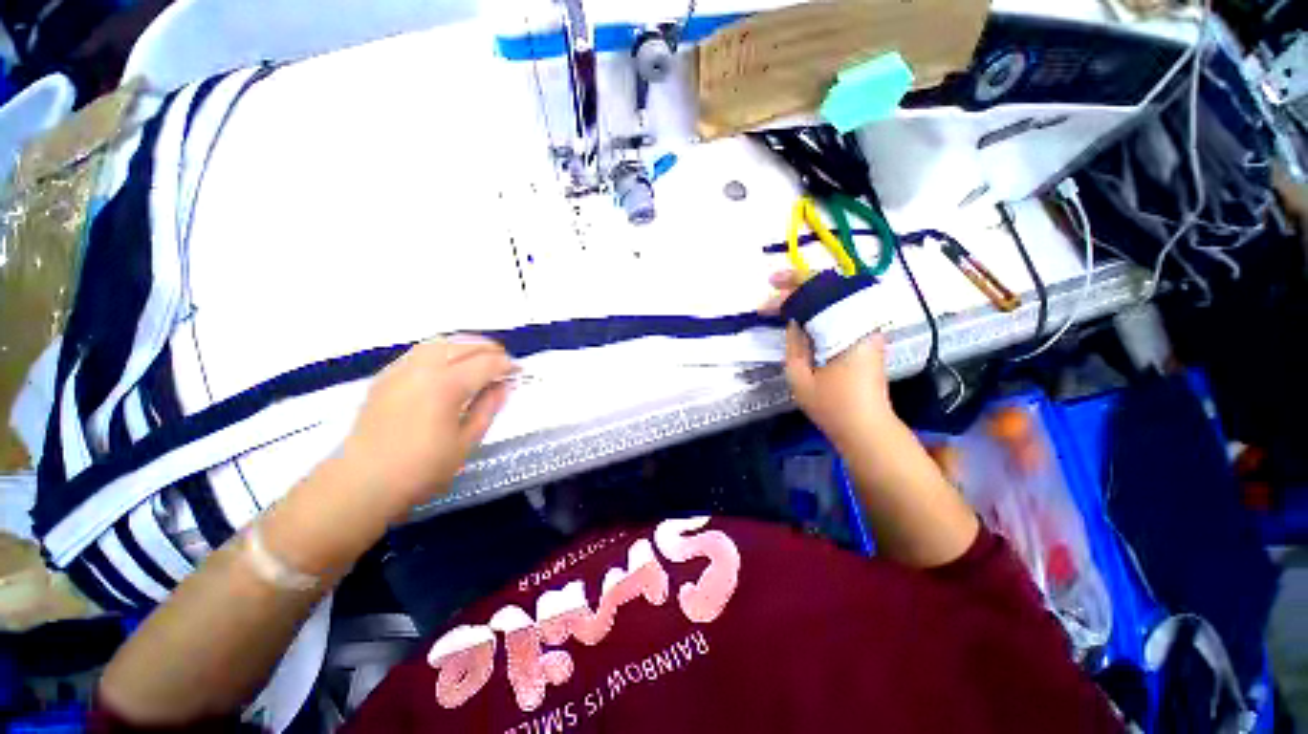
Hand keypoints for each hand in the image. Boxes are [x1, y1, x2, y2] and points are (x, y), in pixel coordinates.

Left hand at [338, 337, 513, 519]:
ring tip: (480, 358)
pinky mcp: (386, 375)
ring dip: (467, 344)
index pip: (486, 362)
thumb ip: (488, 408)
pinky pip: (421, 350)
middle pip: (465, 345)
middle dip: (491, 350)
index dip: (507, 365)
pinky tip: (449, 364)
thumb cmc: (421, 468)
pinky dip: (443, 349)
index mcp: (446, 385)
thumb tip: (504, 386)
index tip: (518, 372)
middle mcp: (424, 368)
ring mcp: (401, 369)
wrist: (362, 482)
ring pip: (441, 341)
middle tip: (504, 364)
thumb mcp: (466, 442)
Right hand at [761, 271, 895, 447]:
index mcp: (845, 331)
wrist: (867, 427)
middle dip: (799, 282)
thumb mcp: (800, 377)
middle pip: (830, 288)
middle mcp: (861, 323)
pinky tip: (805, 310)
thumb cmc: (832, 406)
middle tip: (774, 282)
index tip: (766, 292)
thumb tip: (793, 320)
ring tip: (786, 293)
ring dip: (811, 292)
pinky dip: (821, 305)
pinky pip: (842, 310)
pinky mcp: (866, 338)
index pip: (816, 296)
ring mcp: (867, 329)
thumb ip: (794, 344)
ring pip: (838, 297)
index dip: (788, 290)